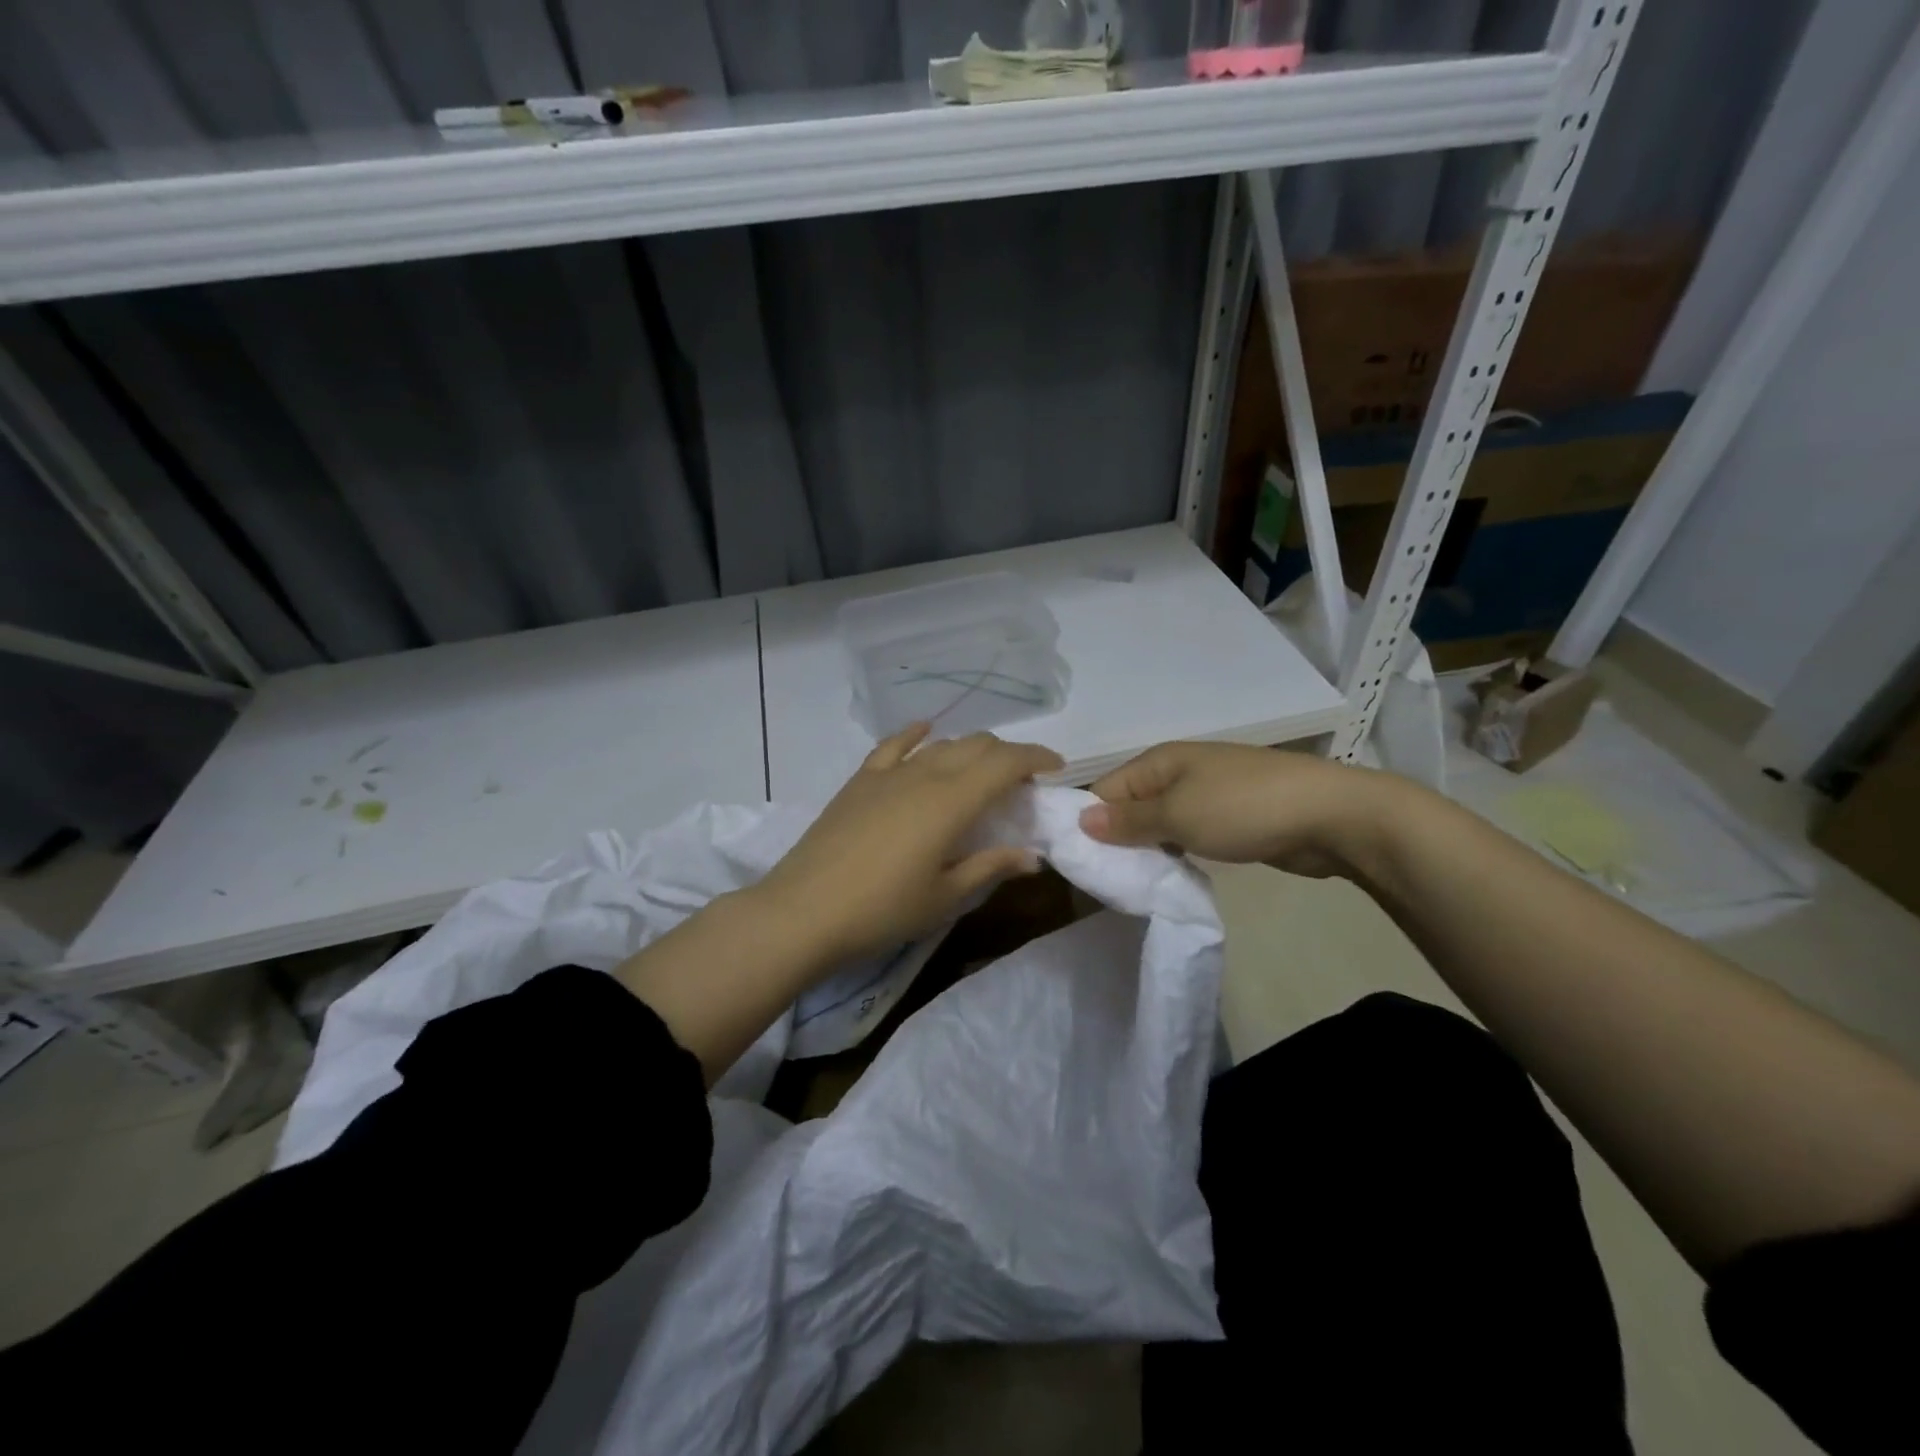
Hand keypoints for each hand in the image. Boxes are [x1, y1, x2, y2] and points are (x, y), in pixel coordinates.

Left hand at [753, 724, 1063, 964]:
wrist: (802, 912)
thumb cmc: (882, 911)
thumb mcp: (944, 896)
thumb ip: (990, 867)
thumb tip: (1033, 856)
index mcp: (951, 801)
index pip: (1004, 763)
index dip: (1035, 758)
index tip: (1056, 768)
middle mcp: (924, 775)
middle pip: (976, 746)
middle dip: (1007, 755)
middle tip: (1021, 782)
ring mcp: (888, 774)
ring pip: (941, 745)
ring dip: (970, 750)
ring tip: (981, 771)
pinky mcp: (860, 781)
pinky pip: (894, 745)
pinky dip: (916, 735)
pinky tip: (926, 732)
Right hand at [1078, 741, 1404, 877]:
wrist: (1331, 815)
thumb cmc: (1244, 808)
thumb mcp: (1177, 815)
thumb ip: (1128, 820)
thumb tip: (1080, 820)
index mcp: (1160, 760)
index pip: (1105, 790)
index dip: (1090, 823)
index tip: (1082, 864)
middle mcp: (1178, 771)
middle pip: (1131, 805)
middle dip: (1118, 840)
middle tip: (1110, 882)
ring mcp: (1207, 793)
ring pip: (1159, 822)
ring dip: (1149, 849)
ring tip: (1137, 884)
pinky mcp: (1229, 817)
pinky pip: (1187, 833)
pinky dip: (1177, 852)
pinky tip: (1173, 875)